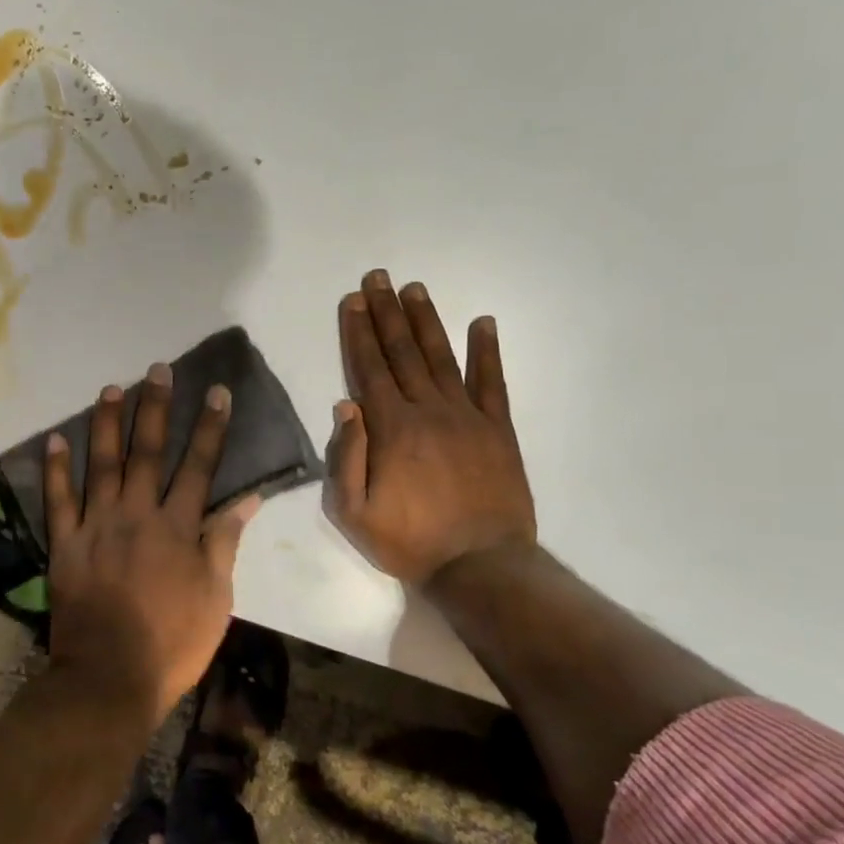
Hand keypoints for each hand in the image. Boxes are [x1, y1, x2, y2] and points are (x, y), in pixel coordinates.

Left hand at [44, 364, 260, 726]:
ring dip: (107, 424)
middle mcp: (137, 515)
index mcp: (178, 528)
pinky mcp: (65, 544)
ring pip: (101, 464)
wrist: (110, 678)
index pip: (199, 466)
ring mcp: (96, 527)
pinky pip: (58, 500)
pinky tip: (55, 438)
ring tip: (111, 388)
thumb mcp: (216, 597)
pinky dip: (56, 469)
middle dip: (155, 408)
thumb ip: (225, 542)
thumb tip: (247, 499)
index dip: (209, 427)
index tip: (216, 392)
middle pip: (148, 452)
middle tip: (157, 370)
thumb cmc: (173, 642)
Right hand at [325, 270, 536, 584]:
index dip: (359, 332)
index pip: (369, 368)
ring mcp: (467, 416)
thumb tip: (345, 404)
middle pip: (403, 352)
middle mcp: (428, 410)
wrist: (480, 565)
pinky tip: (483, 322)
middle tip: (378, 277)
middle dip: (387, 313)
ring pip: (442, 357)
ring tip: (415, 289)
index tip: (353, 300)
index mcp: (391, 428)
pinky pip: (492, 382)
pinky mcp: (498, 429)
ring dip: (426, 320)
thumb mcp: (353, 512)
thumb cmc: (408, 541)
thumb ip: (345, 456)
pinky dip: (487, 350)